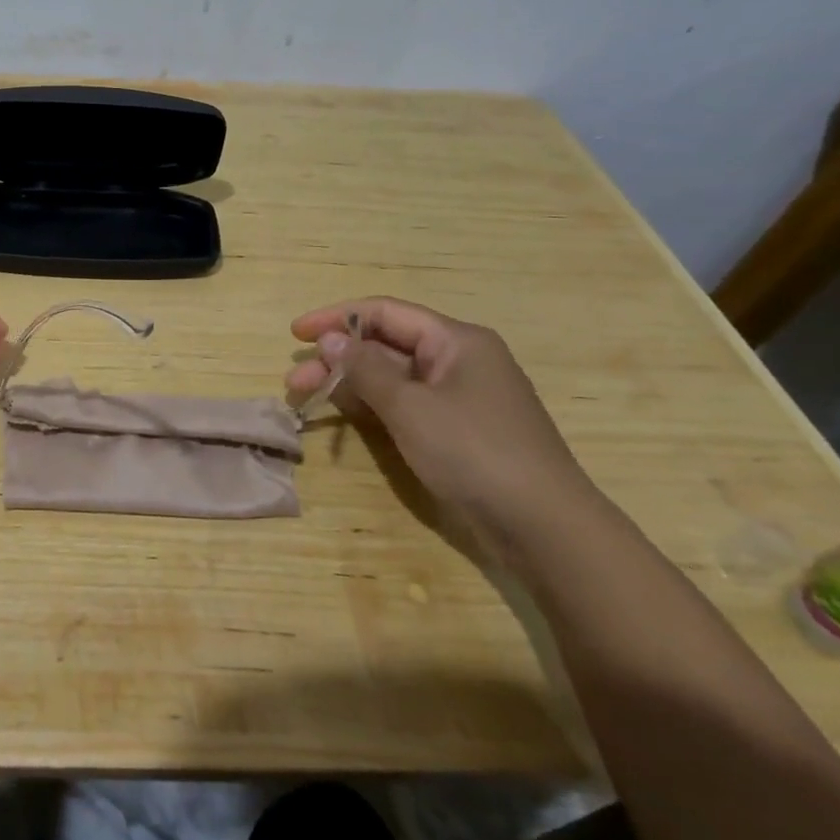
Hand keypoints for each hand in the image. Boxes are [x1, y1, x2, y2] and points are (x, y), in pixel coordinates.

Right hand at [285, 297, 597, 539]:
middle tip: (294, 381)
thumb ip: (365, 369)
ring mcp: (459, 397)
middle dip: (337, 358)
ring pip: (392, 377)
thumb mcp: (410, 406)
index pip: (384, 312)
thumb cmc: (474, 452)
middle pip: (385, 345)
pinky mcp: (457, 430)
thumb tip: (331, 339)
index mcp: (455, 340)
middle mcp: (457, 360)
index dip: (336, 317)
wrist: (545, 527)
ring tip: (306, 399)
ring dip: (349, 384)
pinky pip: (405, 405)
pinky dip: (372, 406)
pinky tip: (344, 416)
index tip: (296, 333)